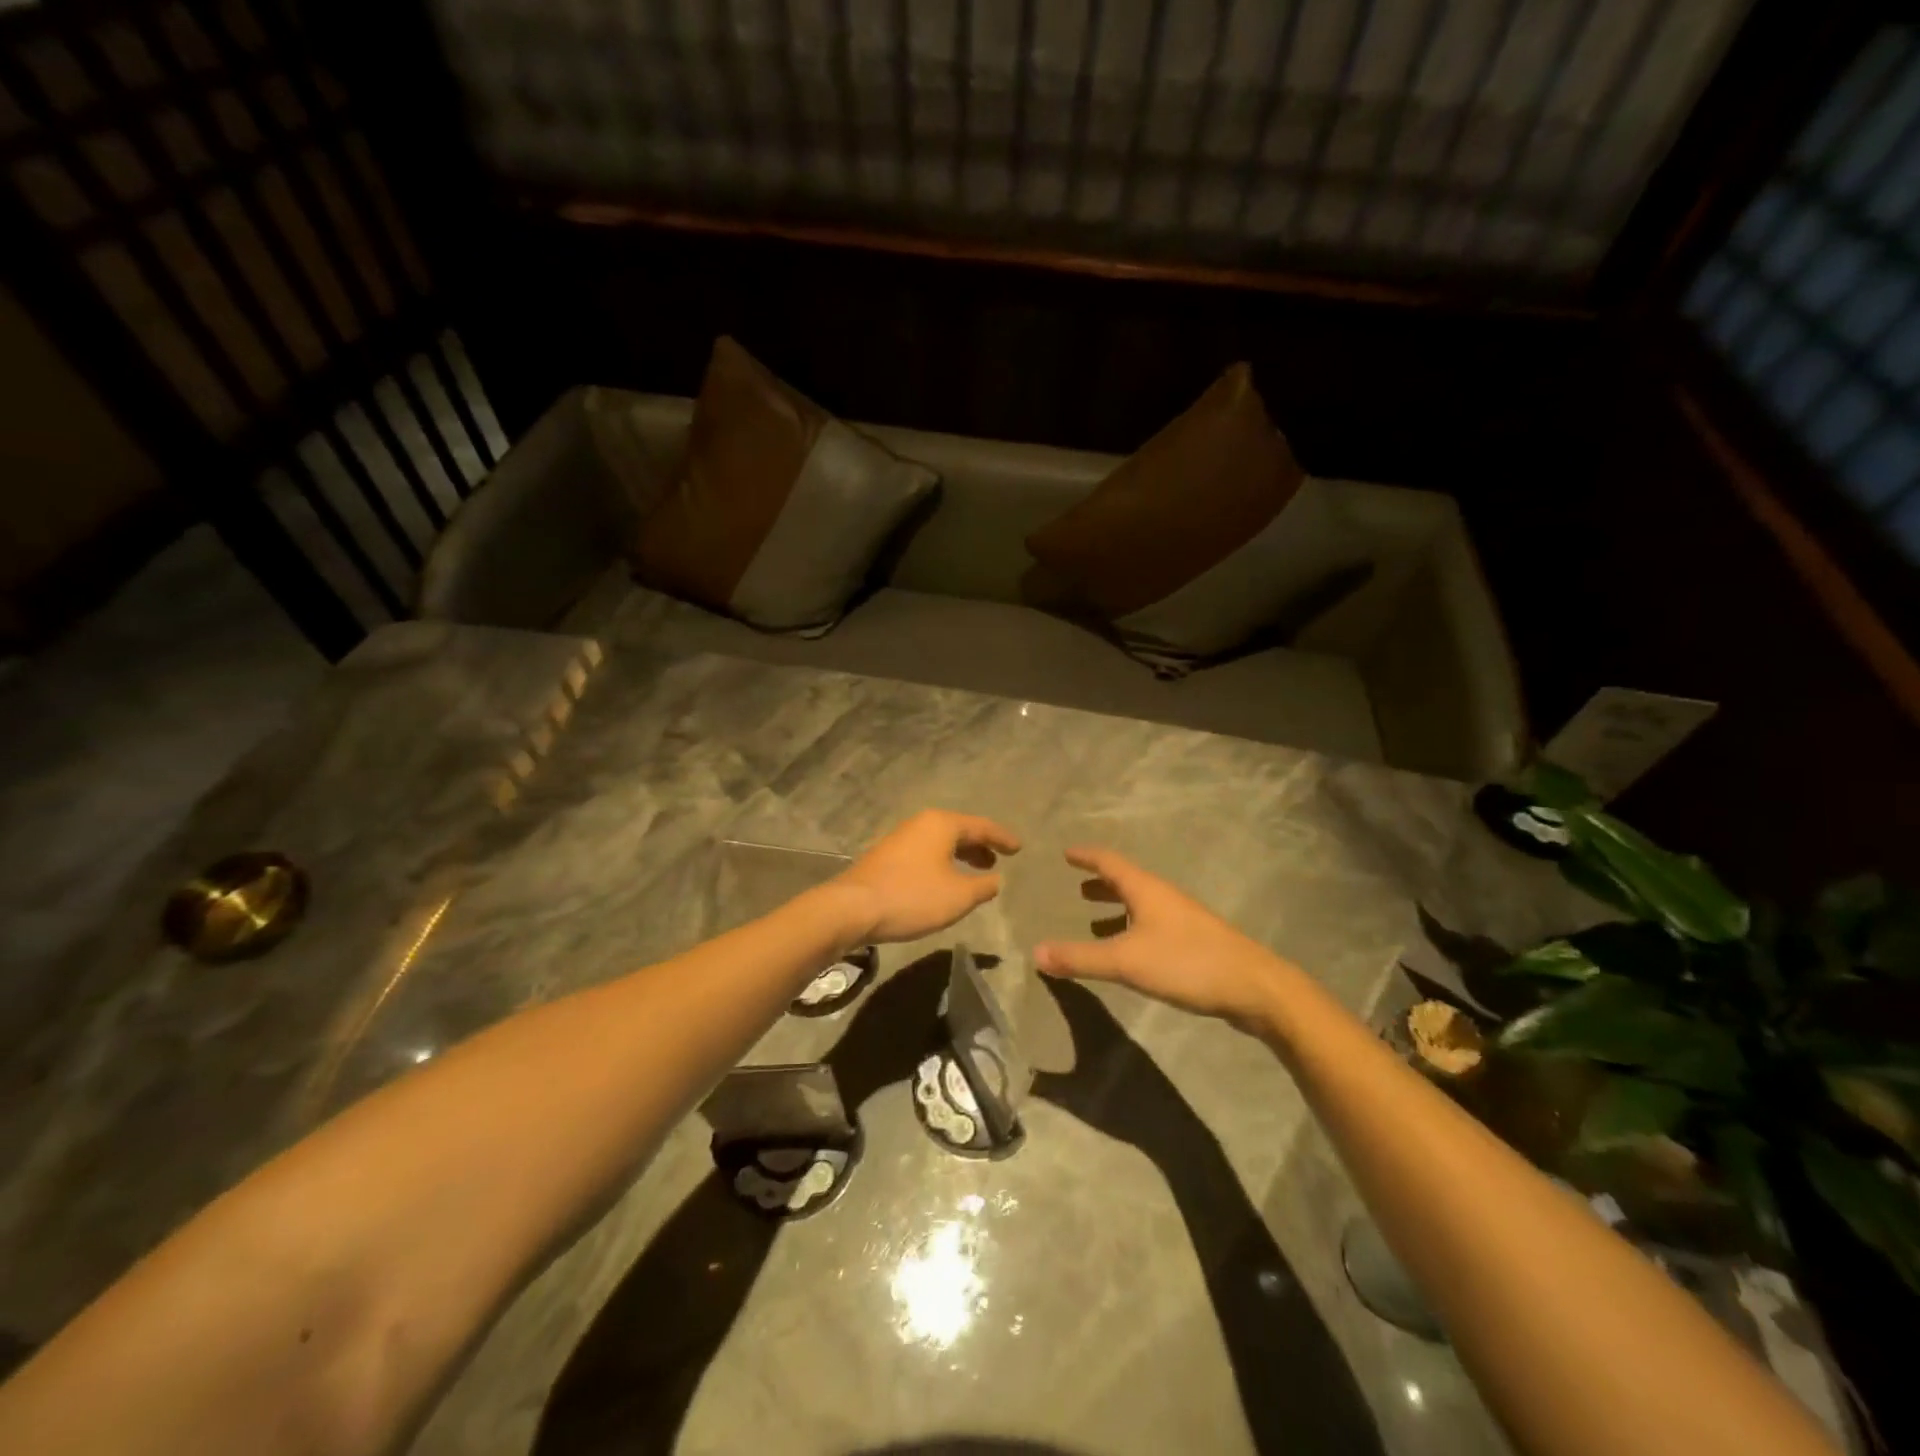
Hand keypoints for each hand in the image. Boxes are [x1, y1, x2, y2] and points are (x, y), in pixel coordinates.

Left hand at [832, 810, 1020, 943]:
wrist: (853, 908)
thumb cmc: (912, 897)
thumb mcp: (958, 896)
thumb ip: (983, 886)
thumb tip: (995, 879)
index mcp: (941, 824)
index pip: (981, 826)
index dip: (1002, 838)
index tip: (1019, 848)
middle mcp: (921, 824)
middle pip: (959, 830)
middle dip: (980, 845)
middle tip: (998, 860)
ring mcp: (901, 838)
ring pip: (940, 842)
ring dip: (961, 855)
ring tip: (977, 873)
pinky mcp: (887, 857)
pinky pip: (926, 853)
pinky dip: (943, 862)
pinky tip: (945, 882)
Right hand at [1033, 847, 1292, 1029]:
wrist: (1254, 987)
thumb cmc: (1186, 962)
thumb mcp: (1126, 961)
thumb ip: (1081, 957)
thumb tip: (1035, 952)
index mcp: (1146, 890)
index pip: (1109, 862)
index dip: (1086, 856)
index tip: (1066, 852)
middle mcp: (1163, 897)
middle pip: (1127, 880)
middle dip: (1100, 881)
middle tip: (1076, 885)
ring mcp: (1182, 919)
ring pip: (1141, 903)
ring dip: (1116, 905)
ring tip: (1093, 916)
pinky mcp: (1193, 942)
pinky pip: (1152, 924)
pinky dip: (1131, 927)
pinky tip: (1129, 949)